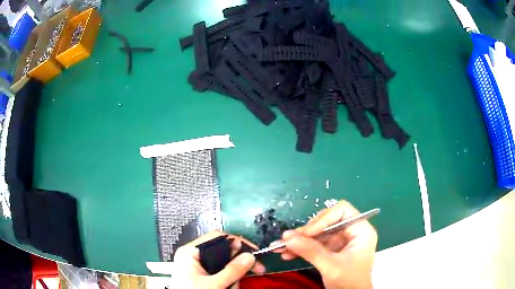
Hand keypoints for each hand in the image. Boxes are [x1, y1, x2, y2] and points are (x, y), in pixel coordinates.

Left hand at [173, 231, 265, 288]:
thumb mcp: (214, 284)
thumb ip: (232, 270)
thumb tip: (249, 256)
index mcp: (190, 252)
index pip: (217, 237)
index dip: (237, 242)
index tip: (253, 252)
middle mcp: (193, 256)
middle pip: (223, 251)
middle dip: (238, 263)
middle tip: (256, 268)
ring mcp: (198, 266)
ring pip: (224, 263)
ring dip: (234, 274)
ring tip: (233, 287)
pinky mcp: (203, 275)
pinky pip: (221, 272)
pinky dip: (229, 279)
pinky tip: (230, 287)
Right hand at [279, 201, 376, 288]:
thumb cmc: (349, 282)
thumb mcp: (331, 267)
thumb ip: (311, 251)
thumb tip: (287, 237)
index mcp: (361, 230)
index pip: (342, 211)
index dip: (324, 218)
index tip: (307, 233)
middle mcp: (351, 232)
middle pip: (327, 221)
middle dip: (307, 231)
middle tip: (288, 239)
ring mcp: (341, 241)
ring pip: (318, 233)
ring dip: (300, 240)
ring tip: (281, 247)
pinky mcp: (332, 250)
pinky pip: (315, 244)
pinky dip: (301, 248)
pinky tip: (287, 254)